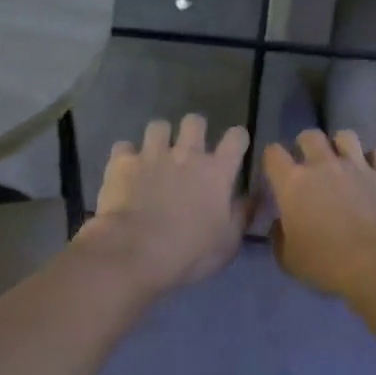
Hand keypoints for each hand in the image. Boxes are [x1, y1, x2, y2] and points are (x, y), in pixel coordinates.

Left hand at [76, 115, 251, 295]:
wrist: (136, 252)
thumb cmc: (190, 252)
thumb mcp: (228, 243)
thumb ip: (242, 215)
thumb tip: (253, 198)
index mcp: (217, 172)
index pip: (236, 138)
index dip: (237, 139)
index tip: (234, 149)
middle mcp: (186, 154)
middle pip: (195, 122)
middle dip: (194, 130)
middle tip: (189, 151)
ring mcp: (152, 154)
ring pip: (158, 126)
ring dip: (159, 138)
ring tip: (155, 156)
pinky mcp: (122, 162)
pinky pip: (124, 147)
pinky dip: (126, 157)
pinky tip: (125, 171)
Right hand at [263, 130, 375, 299]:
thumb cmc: (327, 263)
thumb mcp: (289, 259)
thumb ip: (279, 237)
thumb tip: (280, 224)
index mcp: (293, 183)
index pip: (273, 153)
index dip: (272, 158)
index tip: (276, 171)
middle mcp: (323, 165)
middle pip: (309, 135)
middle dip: (306, 145)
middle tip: (310, 164)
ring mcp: (357, 166)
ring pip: (345, 136)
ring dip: (340, 146)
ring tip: (342, 161)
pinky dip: (374, 160)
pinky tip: (372, 173)